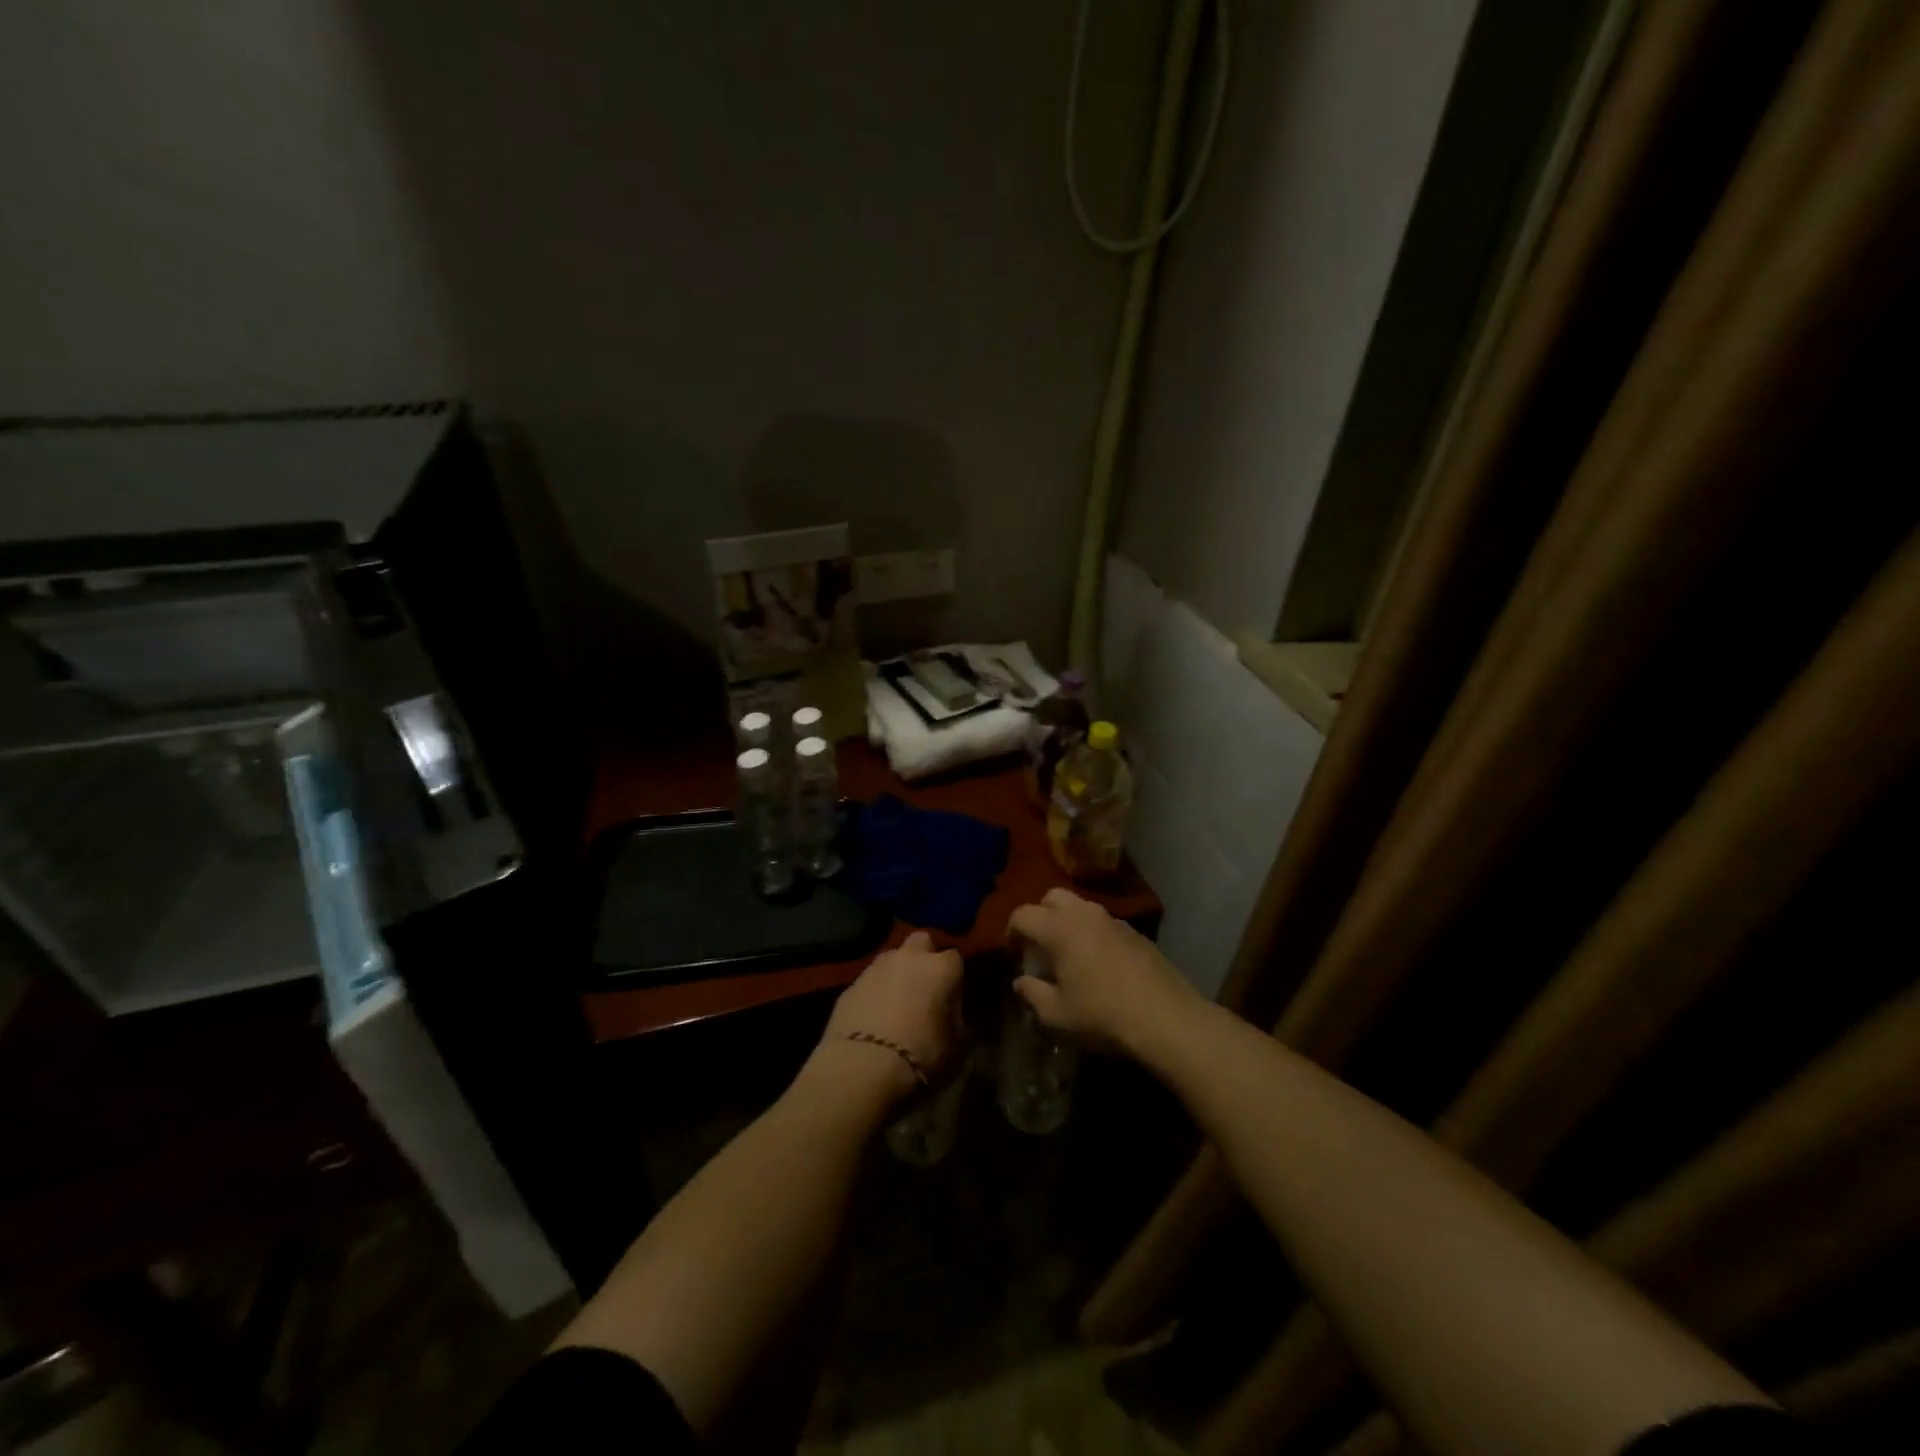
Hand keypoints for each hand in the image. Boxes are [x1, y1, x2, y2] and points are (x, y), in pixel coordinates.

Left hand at [818, 931, 963, 1101]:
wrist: (861, 1067)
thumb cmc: (920, 1056)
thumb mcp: (954, 1048)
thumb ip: (955, 1023)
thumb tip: (951, 1017)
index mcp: (940, 969)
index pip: (955, 958)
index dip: (953, 978)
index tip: (951, 999)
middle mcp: (908, 958)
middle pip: (921, 942)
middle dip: (924, 957)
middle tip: (924, 987)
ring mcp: (875, 968)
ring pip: (891, 958)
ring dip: (896, 973)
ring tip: (895, 1004)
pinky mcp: (849, 985)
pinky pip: (869, 982)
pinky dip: (873, 993)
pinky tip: (872, 1018)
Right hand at [1006, 889, 1198, 1055]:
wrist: (1166, 1018)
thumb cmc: (1102, 1015)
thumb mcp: (1056, 1014)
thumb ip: (1032, 993)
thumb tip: (1020, 981)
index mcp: (1058, 928)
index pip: (1022, 914)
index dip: (1010, 932)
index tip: (1011, 954)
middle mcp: (1084, 914)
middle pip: (1052, 897)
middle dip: (1040, 915)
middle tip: (1038, 946)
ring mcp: (1114, 920)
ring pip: (1081, 907)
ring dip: (1068, 922)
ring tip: (1068, 954)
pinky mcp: (1136, 933)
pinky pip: (1104, 923)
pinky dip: (1092, 933)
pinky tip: (1098, 963)